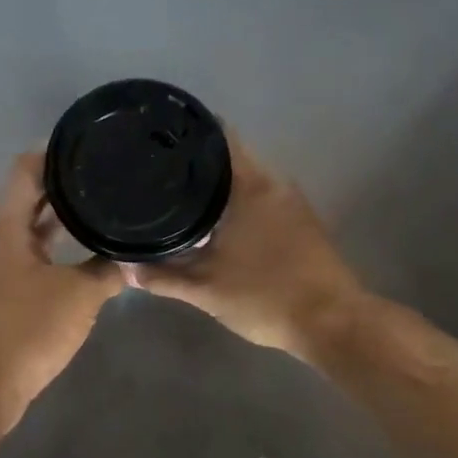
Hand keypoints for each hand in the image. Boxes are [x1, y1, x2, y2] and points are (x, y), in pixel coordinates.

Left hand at [0, 154, 125, 427]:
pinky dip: (48, 255)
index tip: (91, 149)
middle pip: (25, 200)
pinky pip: (24, 262)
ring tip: (97, 216)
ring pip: (25, 234)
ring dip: (56, 225)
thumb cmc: (24, 330)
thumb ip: (108, 272)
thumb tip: (132, 257)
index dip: (56, 154)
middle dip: (62, 190)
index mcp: (3, 225)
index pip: (26, 169)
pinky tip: (77, 264)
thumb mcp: (78, 297)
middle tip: (103, 181)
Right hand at [125, 138, 365, 362]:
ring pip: (249, 181)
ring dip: (220, 186)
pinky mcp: (303, 223)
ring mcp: (293, 203)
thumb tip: (126, 268)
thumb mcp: (205, 290)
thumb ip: (163, 277)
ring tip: (182, 196)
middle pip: (232, 158)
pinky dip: (239, 203)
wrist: (331, 323)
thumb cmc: (265, 297)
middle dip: (198, 164)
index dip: (190, 134)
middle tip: (160, 173)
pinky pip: (263, 199)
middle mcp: (275, 184)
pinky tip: (217, 223)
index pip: (220, 138)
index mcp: (251, 186)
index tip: (161, 138)